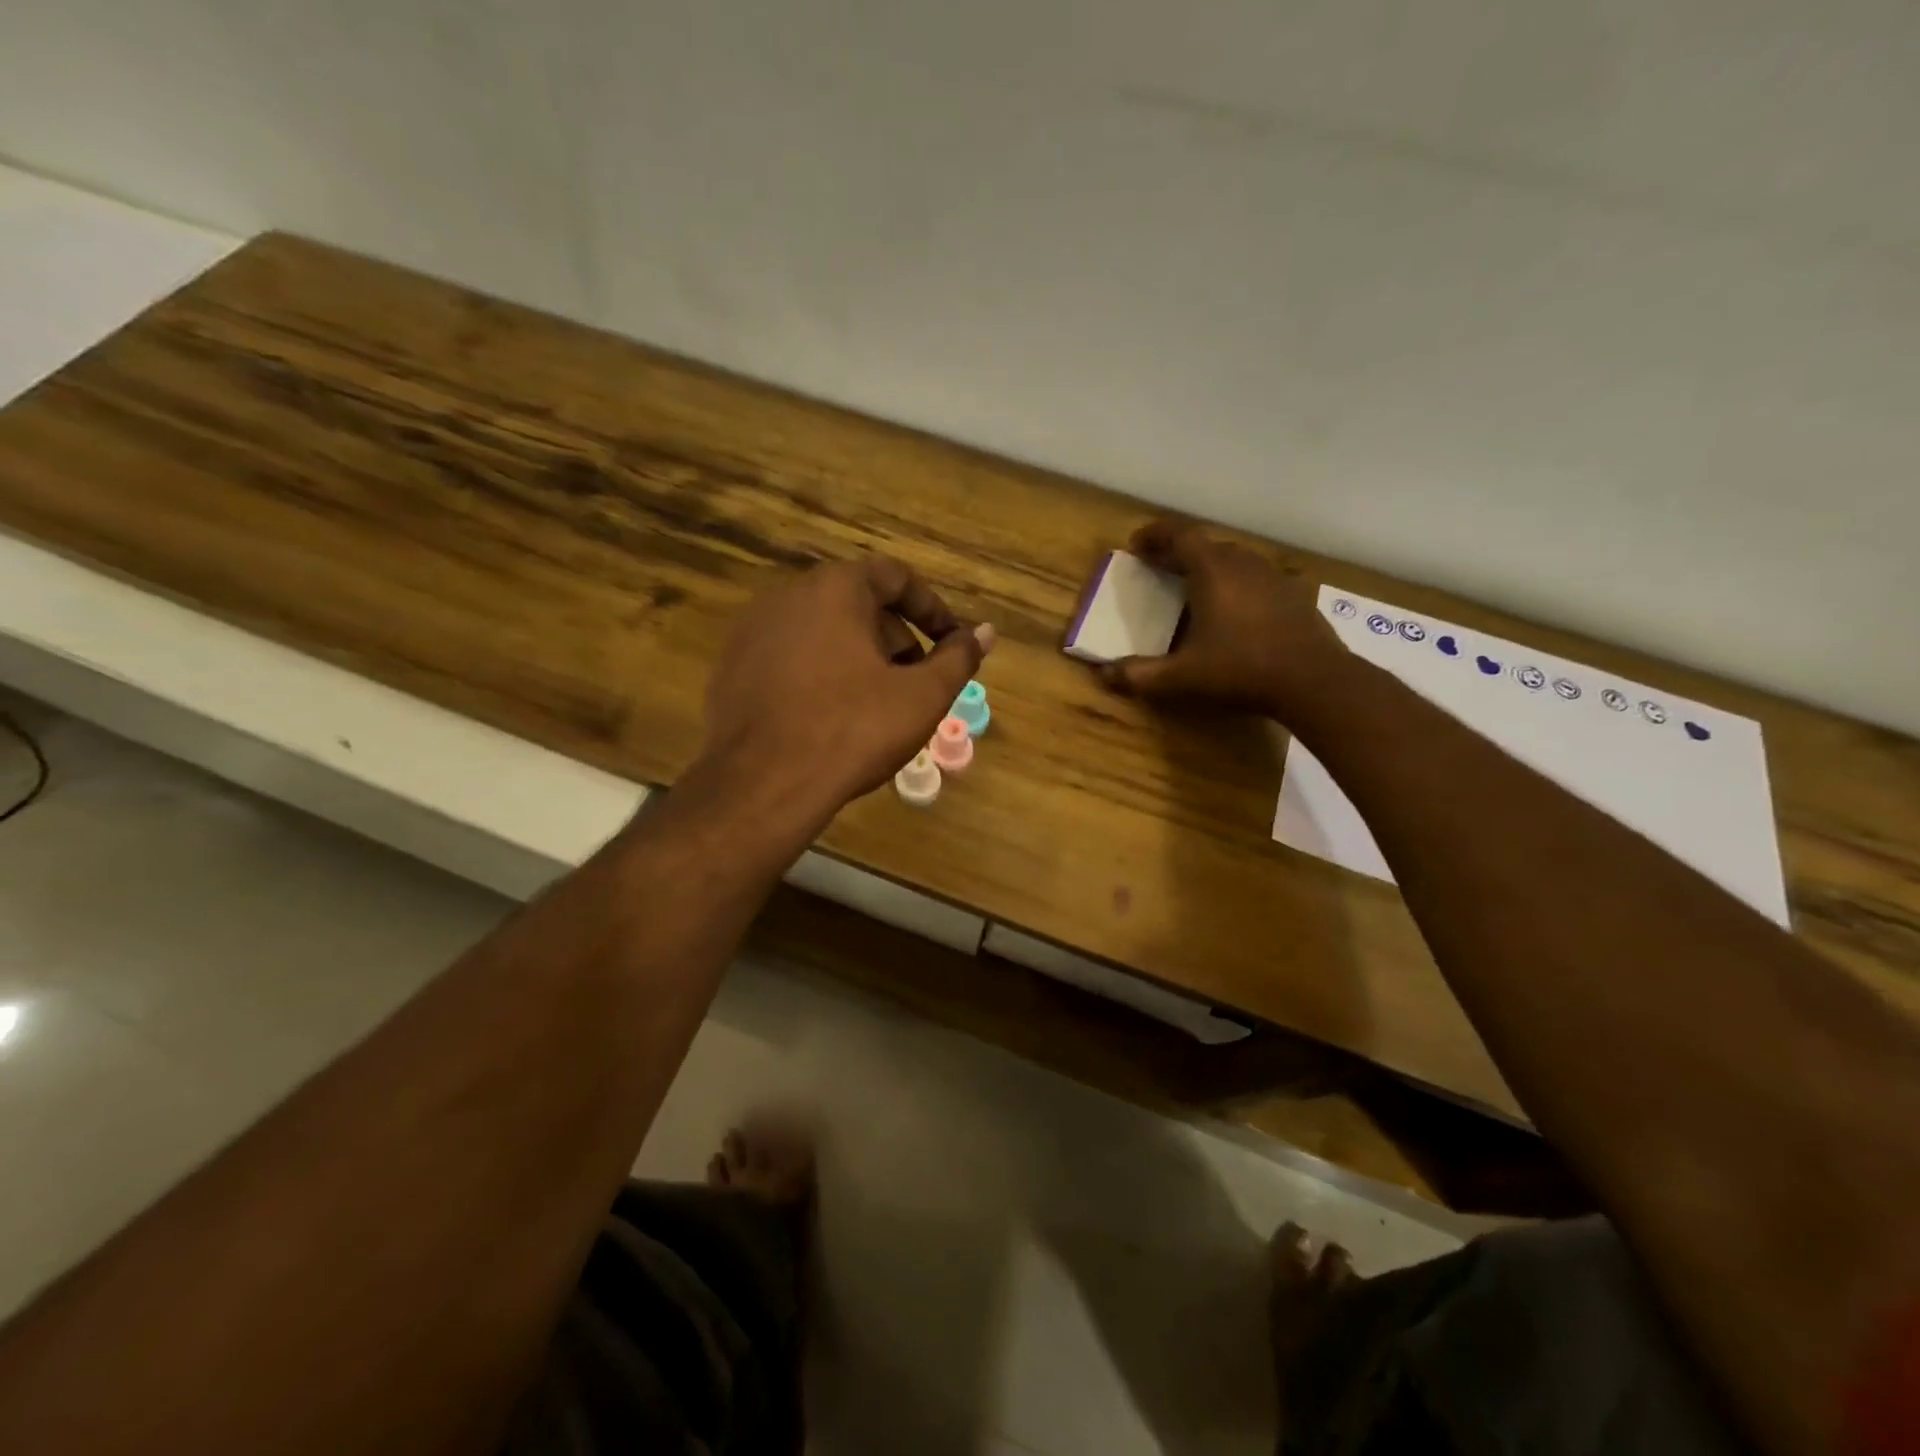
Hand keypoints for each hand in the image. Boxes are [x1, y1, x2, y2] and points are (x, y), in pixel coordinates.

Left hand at [703, 557, 993, 816]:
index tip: (951, 643)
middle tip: (916, 682)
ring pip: (823, 632)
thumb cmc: (852, 730)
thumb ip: (958, 658)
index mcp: (835, 588)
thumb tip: (985, 632)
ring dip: (860, 658)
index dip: (932, 609)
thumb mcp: (921, 697)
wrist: (761, 785)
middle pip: (858, 604)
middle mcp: (788, 596)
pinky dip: (821, 674)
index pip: (896, 577)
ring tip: (877, 705)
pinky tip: (831, 718)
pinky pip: (791, 657)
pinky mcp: (732, 667)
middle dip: (896, 638)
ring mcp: (752, 631)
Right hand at [1100, 519, 1346, 717]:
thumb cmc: (1240, 670)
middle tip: (1160, 567)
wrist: (1313, 681)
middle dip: (1179, 552)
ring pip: (1235, 559)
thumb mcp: (1181, 678)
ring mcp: (1273, 577)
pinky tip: (1236, 610)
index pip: (1180, 536)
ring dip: (1210, 566)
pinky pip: (1257, 578)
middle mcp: (1243, 564)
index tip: (1136, 544)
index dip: (1155, 535)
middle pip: (1206, 545)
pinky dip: (1238, 584)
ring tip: (1194, 586)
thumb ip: (1140, 675)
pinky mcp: (1294, 595)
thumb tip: (1104, 675)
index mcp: (1212, 571)